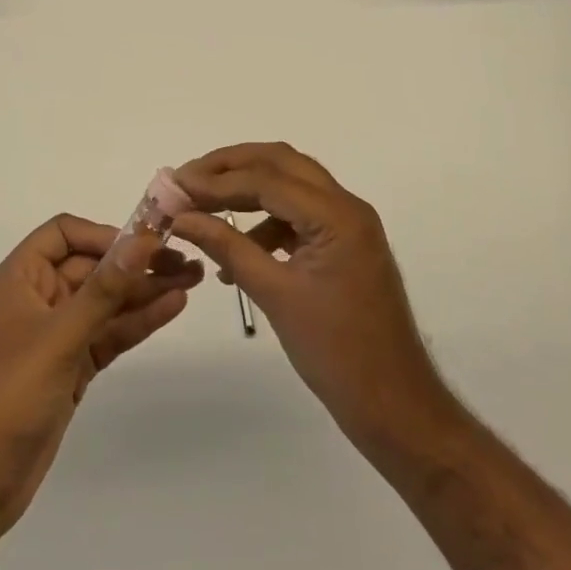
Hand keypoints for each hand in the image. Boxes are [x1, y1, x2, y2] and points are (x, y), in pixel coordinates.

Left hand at [0, 214, 202, 546]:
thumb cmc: (8, 394)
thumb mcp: (59, 336)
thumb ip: (104, 288)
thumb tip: (142, 240)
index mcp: (22, 277)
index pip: (65, 234)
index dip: (104, 234)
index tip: (143, 244)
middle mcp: (40, 297)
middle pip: (94, 266)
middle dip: (137, 262)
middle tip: (185, 259)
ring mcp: (58, 334)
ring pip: (108, 301)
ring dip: (146, 290)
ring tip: (193, 278)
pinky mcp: (73, 366)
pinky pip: (110, 332)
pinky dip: (139, 320)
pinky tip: (172, 306)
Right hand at [170, 144, 454, 454]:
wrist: (396, 406)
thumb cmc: (337, 354)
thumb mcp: (275, 295)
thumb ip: (228, 247)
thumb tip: (182, 217)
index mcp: (336, 215)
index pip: (266, 178)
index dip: (216, 180)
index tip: (174, 186)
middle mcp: (346, 206)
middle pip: (280, 163)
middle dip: (230, 167)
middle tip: (187, 179)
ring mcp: (348, 224)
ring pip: (289, 185)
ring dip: (246, 190)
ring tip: (203, 209)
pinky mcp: (343, 244)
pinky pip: (298, 215)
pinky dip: (265, 223)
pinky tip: (235, 252)